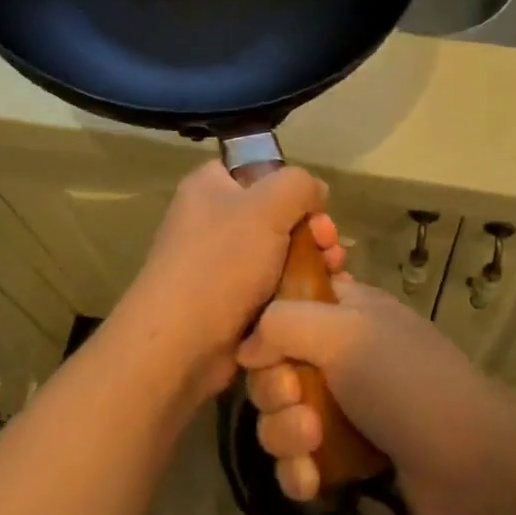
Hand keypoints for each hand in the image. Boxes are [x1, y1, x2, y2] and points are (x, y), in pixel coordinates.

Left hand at [111, 160, 345, 405]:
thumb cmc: (221, 263)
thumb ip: (298, 184)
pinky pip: (272, 287)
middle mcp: (212, 220)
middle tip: (331, 248)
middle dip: (312, 230)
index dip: (292, 186)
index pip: (258, 170)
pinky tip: (321, 300)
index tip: (318, 209)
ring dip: (311, 263)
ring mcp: (220, 263)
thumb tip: (316, 191)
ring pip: (279, 253)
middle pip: (276, 214)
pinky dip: (296, 293)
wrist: (180, 344)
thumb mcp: (267, 206)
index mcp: (210, 187)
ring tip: (335, 277)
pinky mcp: (230, 302)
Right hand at [237, 276, 502, 514]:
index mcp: (347, 311)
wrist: (467, 467)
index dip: (267, 327)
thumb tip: (246, 348)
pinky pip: (297, 461)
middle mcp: (342, 355)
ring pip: (280, 417)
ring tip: (311, 444)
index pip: (287, 305)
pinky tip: (312, 481)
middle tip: (296, 399)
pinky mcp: (345, 459)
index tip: (263, 349)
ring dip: (284, 433)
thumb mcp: (343, 331)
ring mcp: (343, 408)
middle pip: (274, 366)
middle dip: (274, 390)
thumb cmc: (404, 382)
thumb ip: (282, 324)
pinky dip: (297, 471)